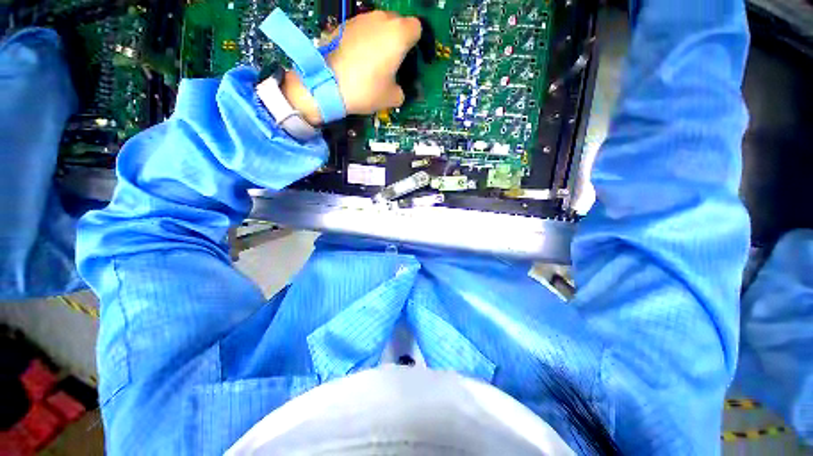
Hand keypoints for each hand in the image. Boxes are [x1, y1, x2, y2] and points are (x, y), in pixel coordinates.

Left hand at [280, 11, 421, 125]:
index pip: (417, 28)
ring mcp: (360, 19)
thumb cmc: (366, 89)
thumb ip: (401, 90)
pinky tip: (357, 60)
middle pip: (397, 23)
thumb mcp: (392, 98)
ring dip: (380, 40)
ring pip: (378, 25)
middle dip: (398, 40)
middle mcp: (381, 19)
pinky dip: (363, 41)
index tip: (410, 58)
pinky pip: (361, 30)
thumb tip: (398, 89)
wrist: (327, 84)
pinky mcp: (343, 24)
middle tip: (393, 62)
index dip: (416, 43)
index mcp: (399, 34)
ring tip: (373, 62)